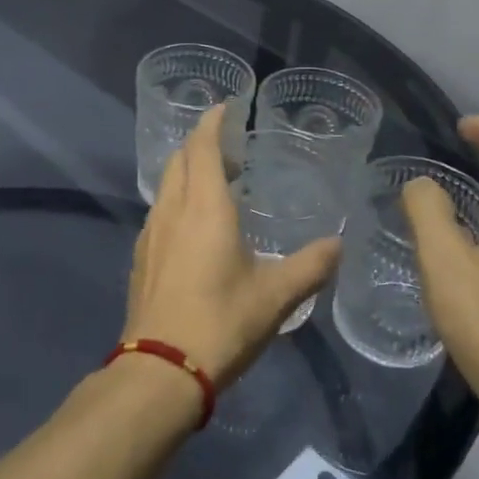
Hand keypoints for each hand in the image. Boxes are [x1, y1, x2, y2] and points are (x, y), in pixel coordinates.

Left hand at [125, 104, 339, 387]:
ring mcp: (150, 235)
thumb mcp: (275, 297)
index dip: (212, 123)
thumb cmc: (221, 324)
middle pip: (179, 161)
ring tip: (216, 184)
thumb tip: (338, 245)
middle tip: (230, 149)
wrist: (160, 370)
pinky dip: (177, 202)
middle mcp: (171, 211)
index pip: (201, 147)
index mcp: (203, 208)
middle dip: (200, 145)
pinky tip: (194, 227)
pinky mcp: (140, 259)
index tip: (225, 107)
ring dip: (187, 174)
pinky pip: (160, 213)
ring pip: (166, 187)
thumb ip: (310, 267)